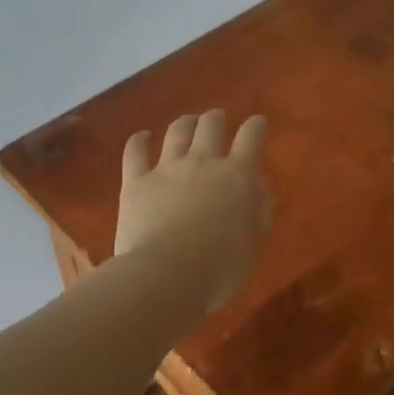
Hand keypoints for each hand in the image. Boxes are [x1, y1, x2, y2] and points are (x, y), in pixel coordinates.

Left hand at [117, 111, 270, 308]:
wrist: (167, 275)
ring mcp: (167, 168)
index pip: (251, 138)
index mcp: (237, 176)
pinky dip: (139, 141)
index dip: (256, 126)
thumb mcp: (252, 243)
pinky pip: (135, 152)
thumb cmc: (219, 267)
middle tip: (217, 120)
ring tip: (188, 122)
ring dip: (185, 123)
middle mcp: (203, 162)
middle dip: (216, 119)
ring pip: (177, 131)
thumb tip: (257, 192)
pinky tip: (142, 137)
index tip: (258, 123)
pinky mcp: (136, 181)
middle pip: (211, 125)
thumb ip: (256, 212)